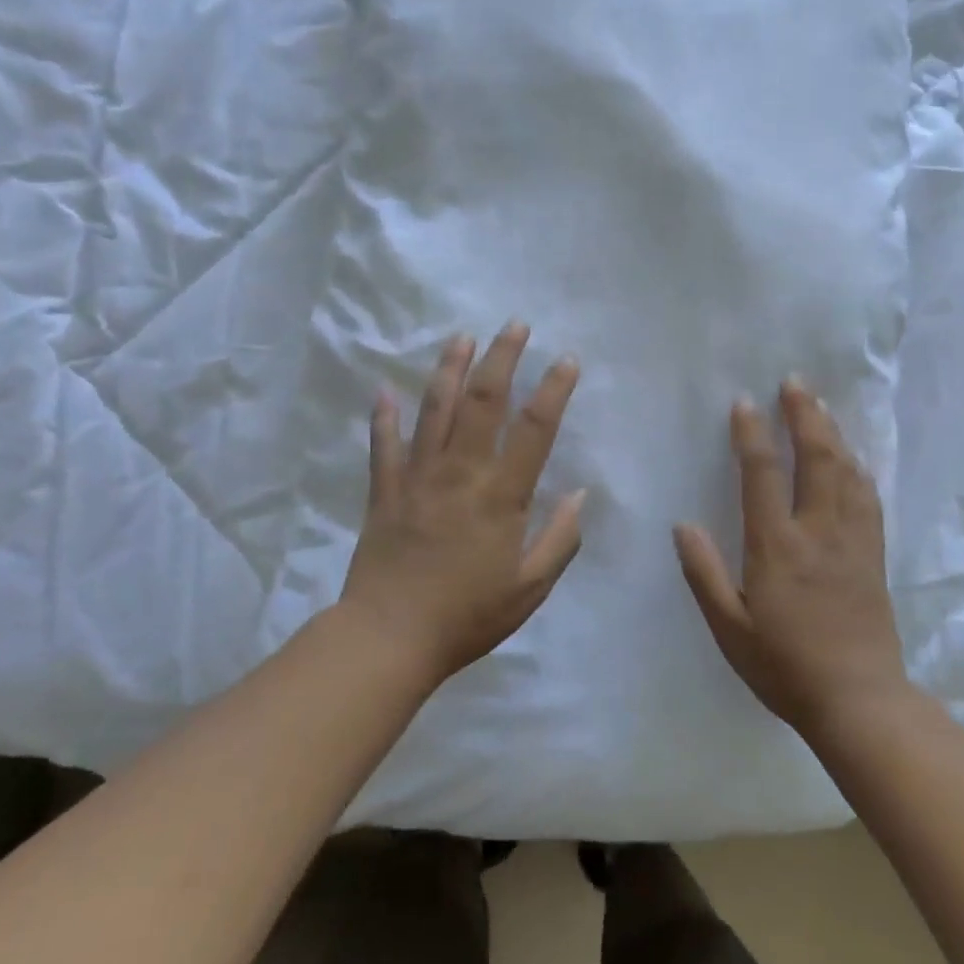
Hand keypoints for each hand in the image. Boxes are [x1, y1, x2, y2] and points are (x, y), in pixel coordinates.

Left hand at [341, 324, 586, 683]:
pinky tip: (385, 389)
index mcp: (500, 496)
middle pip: (482, 402)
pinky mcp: (385, 490)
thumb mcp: (530, 589)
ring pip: (434, 410)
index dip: (553, 390)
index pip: (534, 430)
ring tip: (462, 337)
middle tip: (514, 325)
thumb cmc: (467, 615)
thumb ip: (560, 539)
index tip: (567, 359)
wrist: (390, 638)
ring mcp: (417, 477)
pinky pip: (384, 445)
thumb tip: (580, 494)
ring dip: (449, 369)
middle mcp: (460, 473)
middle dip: (501, 358)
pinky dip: (383, 416)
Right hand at [675, 379, 906, 736]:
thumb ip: (703, 574)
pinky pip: (868, 498)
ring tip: (821, 406)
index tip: (744, 404)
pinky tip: (853, 457)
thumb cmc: (784, 667)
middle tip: (795, 382)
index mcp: (777, 546)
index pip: (762, 475)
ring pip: (847, 472)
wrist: (859, 702)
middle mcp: (818, 532)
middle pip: (816, 458)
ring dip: (833, 433)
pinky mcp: (874, 556)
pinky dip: (858, 468)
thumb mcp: (729, 629)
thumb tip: (683, 525)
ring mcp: (852, 541)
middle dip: (805, 415)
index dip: (752, 434)